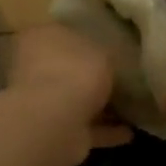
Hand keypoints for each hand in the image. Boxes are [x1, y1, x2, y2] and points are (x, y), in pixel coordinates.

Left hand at [0, 23, 132, 165]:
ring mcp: (42, 101)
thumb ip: (103, 54)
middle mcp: (35, 67)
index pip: (60, 33)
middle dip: (89, 75)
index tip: (106, 46)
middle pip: (66, 68)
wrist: (55, 121)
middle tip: (120, 78)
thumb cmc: (75, 71)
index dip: (82, 39)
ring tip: (131, 107)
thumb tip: (105, 60)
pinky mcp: (55, 130)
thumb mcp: (102, 50)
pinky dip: (105, 131)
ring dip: (99, 106)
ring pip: (74, 100)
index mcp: (40, 38)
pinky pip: (85, 127)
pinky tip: (130, 132)